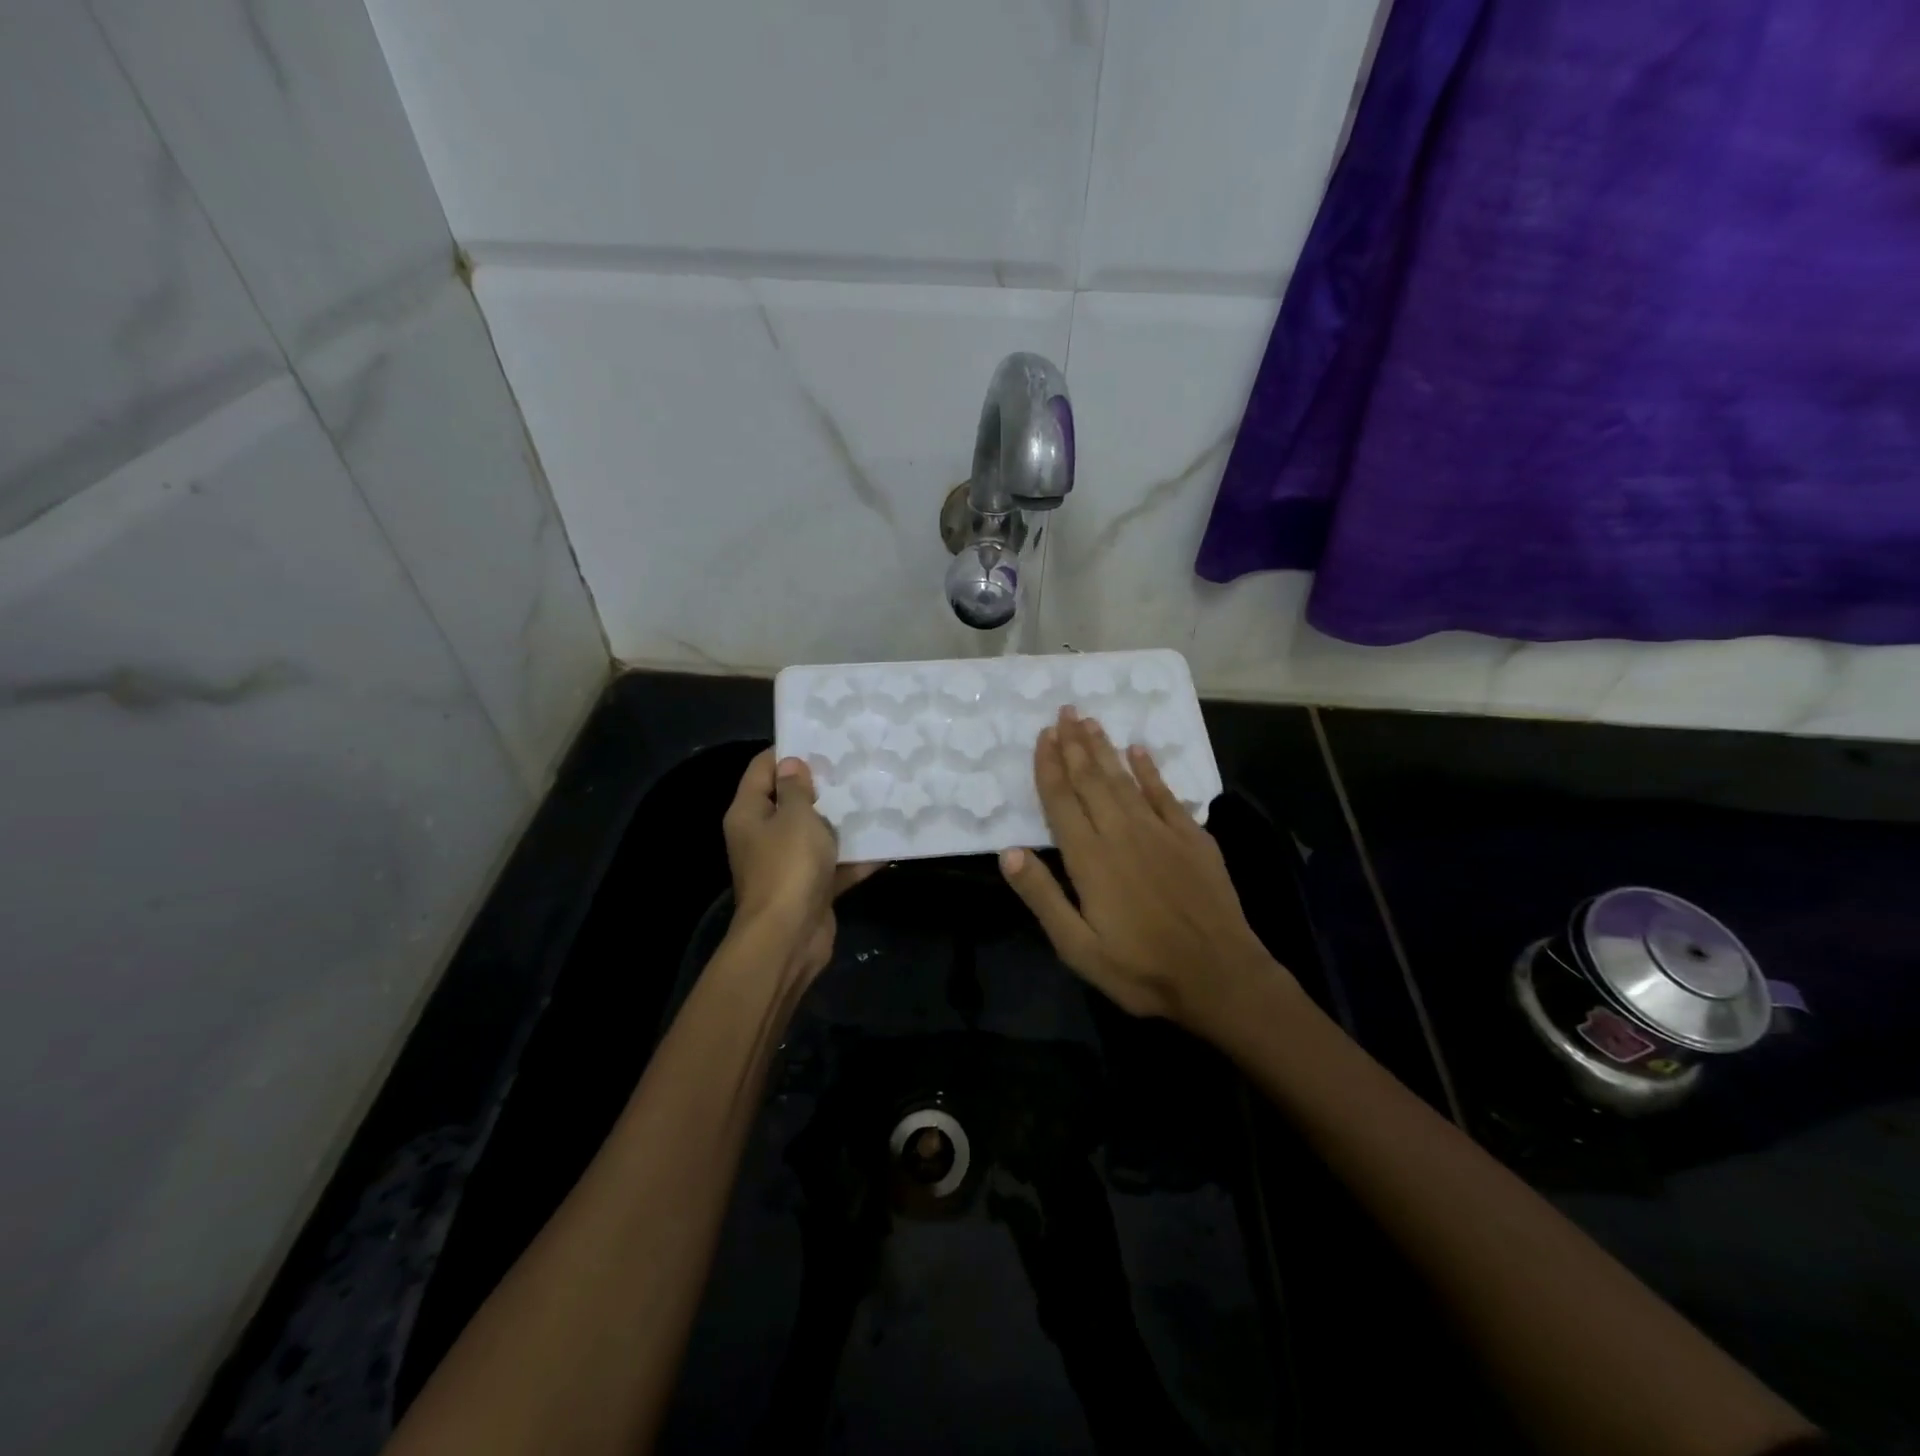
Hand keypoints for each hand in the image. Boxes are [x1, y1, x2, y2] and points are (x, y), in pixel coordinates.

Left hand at [723, 750, 876, 982]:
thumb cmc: (788, 867)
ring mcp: (786, 864)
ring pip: (815, 834)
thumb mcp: (795, 818)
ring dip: (842, 822)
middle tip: (856, 766)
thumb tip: (791, 765)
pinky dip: (855, 858)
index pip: (762, 769)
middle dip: (822, 787)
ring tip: (875, 797)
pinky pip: (834, 865)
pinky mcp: (809, 888)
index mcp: (749, 813)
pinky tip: (886, 843)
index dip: (788, 752)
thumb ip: (796, 790)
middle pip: (790, 801)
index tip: (822, 740)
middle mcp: (763, 836)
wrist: (789, 937)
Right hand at [999, 707, 1287, 1030]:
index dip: (1049, 766)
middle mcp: (1122, 833)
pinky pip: (1166, 793)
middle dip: (1075, 744)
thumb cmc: (1140, 969)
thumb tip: (1008, 852)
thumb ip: (1043, 897)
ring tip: (1090, 720)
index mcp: (1090, 858)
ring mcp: (1160, 832)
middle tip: (1064, 711)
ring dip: (1104, 749)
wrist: (1219, 977)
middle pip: (1091, 780)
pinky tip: (1139, 749)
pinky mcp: (1192, 838)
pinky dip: (1150, 769)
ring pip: (1124, 779)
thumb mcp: (1078, 947)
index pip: (1062, 801)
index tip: (1042, 736)